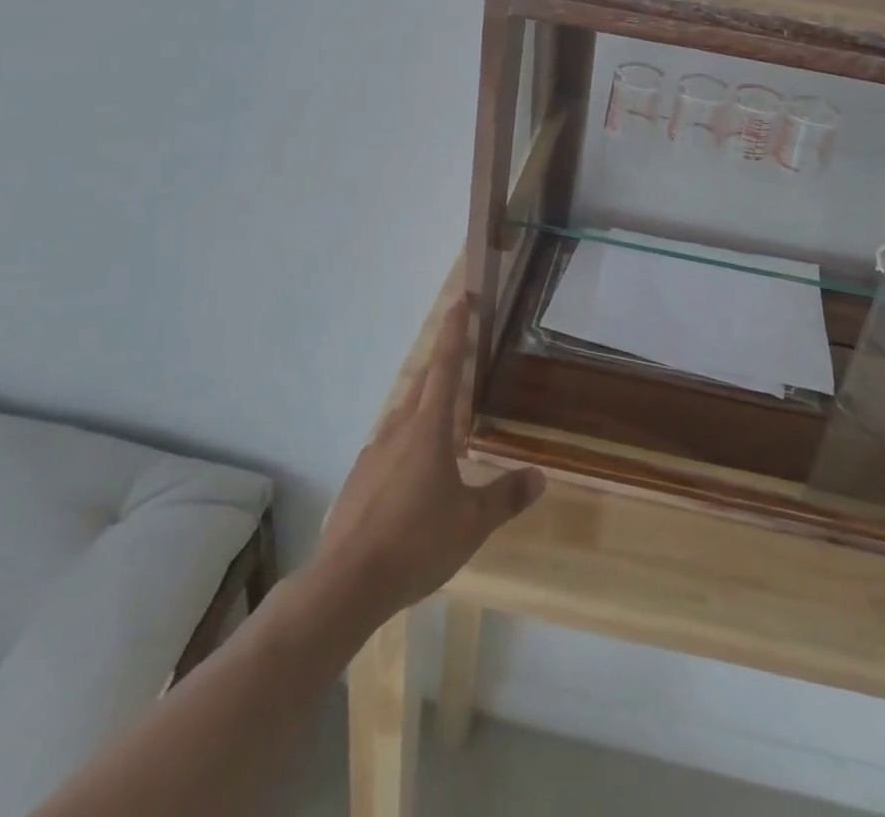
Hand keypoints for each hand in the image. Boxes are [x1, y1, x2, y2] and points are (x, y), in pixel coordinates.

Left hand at [314, 298, 545, 620]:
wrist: (345, 584)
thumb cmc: (416, 543)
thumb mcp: (472, 524)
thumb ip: (506, 497)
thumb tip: (540, 477)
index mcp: (428, 430)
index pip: (445, 367)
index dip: (454, 331)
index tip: (460, 300)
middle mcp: (398, 431)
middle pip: (422, 386)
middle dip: (441, 365)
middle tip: (459, 356)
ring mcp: (372, 455)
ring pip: (402, 417)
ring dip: (422, 406)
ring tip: (441, 420)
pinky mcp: (357, 480)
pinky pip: (387, 447)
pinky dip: (405, 444)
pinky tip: (412, 474)